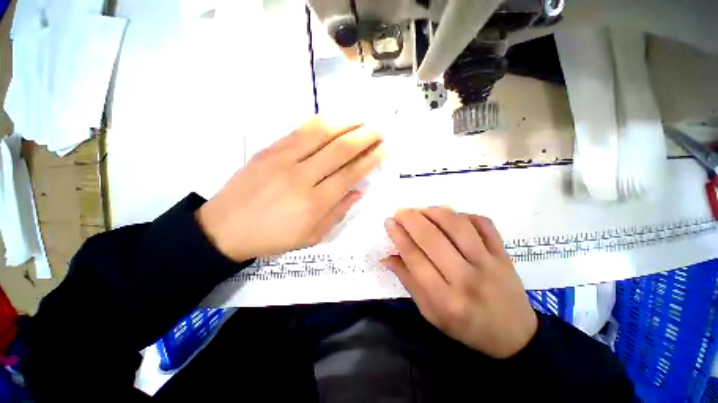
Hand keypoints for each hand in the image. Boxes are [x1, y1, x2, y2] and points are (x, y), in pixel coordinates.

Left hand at [197, 115, 384, 261]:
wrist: (224, 228)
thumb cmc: (272, 237)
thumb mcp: (311, 237)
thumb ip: (338, 212)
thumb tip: (358, 191)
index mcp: (315, 203)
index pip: (350, 174)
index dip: (370, 159)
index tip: (384, 148)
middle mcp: (302, 177)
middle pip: (340, 149)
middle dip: (365, 136)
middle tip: (380, 129)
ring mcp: (284, 159)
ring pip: (322, 133)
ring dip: (347, 123)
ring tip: (363, 120)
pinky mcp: (269, 149)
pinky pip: (300, 131)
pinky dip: (322, 123)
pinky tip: (335, 120)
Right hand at [382, 207, 536, 358]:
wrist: (514, 336)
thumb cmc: (465, 327)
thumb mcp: (430, 312)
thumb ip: (408, 281)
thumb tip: (386, 257)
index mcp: (445, 299)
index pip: (414, 257)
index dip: (398, 236)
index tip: (389, 221)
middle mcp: (466, 278)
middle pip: (432, 238)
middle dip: (411, 219)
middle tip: (400, 212)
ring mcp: (488, 263)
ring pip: (457, 225)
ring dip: (434, 212)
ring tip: (421, 211)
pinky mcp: (503, 254)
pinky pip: (483, 223)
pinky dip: (465, 215)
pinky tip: (452, 217)